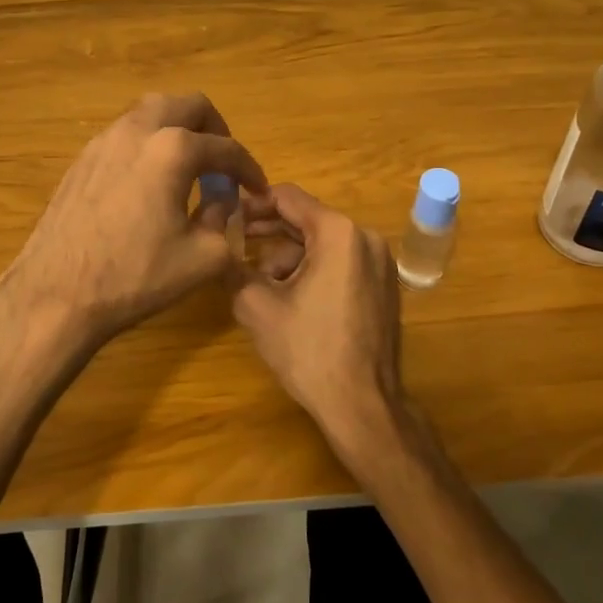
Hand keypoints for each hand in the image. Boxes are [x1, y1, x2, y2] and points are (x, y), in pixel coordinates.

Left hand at [0, 92, 267, 366]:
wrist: (56, 296)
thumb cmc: (136, 277)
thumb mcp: (204, 257)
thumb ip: (224, 220)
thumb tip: (223, 202)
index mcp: (173, 150)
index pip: (226, 149)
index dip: (249, 169)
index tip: (258, 190)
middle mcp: (138, 131)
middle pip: (188, 106)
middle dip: (214, 130)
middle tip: (223, 164)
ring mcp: (104, 141)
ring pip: (151, 112)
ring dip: (178, 130)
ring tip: (189, 168)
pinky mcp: (81, 159)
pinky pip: (126, 134)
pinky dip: (149, 144)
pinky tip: (150, 182)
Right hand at [227, 183, 404, 455]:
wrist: (363, 404)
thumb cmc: (309, 350)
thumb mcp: (257, 307)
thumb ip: (233, 268)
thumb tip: (218, 249)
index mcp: (338, 233)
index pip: (289, 197)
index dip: (253, 203)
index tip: (227, 215)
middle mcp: (365, 237)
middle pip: (308, 219)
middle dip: (269, 232)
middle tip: (234, 243)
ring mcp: (380, 262)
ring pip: (323, 243)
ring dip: (289, 257)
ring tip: (261, 285)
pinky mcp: (384, 285)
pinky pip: (342, 262)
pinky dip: (314, 270)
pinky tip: (291, 298)